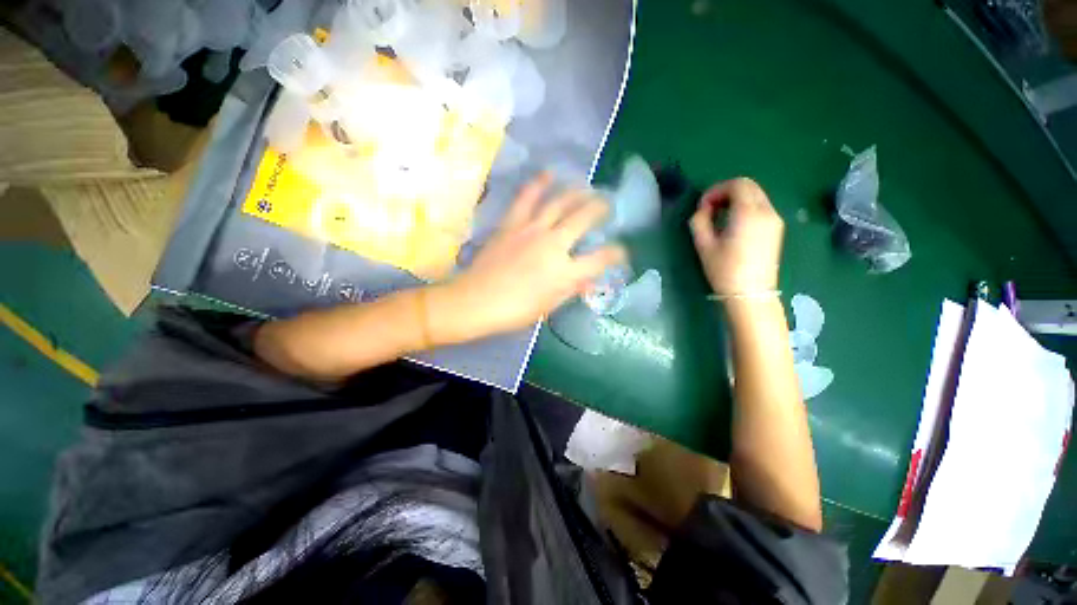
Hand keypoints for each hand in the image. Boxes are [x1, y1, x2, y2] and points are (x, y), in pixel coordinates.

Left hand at [439, 173, 626, 338]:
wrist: (476, 301)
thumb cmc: (514, 311)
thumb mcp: (548, 307)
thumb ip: (571, 290)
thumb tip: (590, 281)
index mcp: (564, 273)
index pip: (600, 259)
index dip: (616, 254)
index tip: (621, 251)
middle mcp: (553, 246)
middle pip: (584, 219)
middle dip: (601, 210)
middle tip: (607, 205)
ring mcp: (532, 230)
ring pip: (559, 203)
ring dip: (576, 192)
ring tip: (586, 187)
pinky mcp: (512, 224)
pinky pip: (527, 198)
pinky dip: (539, 184)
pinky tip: (549, 174)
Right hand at [689, 178, 783, 296]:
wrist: (750, 294)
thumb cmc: (725, 270)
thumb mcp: (704, 245)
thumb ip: (699, 221)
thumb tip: (703, 209)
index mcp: (749, 213)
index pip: (737, 184)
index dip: (716, 190)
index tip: (703, 206)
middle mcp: (767, 211)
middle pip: (749, 187)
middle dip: (726, 192)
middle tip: (710, 209)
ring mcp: (775, 220)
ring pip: (756, 196)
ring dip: (736, 200)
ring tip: (719, 217)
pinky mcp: (777, 229)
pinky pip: (761, 207)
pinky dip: (746, 208)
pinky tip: (733, 225)